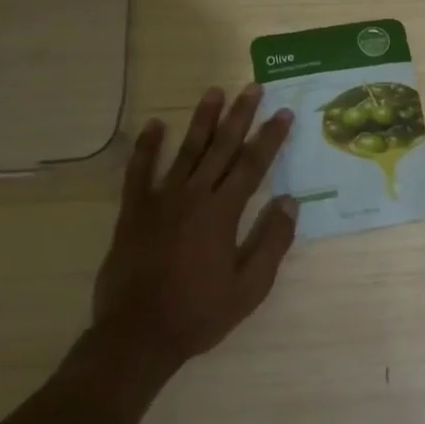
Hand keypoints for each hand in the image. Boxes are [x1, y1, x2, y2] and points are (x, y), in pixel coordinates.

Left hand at [90, 84, 297, 371]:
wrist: (137, 336)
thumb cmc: (199, 313)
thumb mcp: (249, 287)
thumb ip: (272, 242)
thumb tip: (291, 202)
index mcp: (222, 213)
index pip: (252, 165)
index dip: (270, 137)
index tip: (284, 113)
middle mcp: (193, 196)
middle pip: (221, 147)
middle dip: (240, 115)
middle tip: (253, 87)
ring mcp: (160, 201)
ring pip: (186, 151)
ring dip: (202, 120)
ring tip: (214, 91)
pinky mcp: (133, 212)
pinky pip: (139, 172)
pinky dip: (147, 147)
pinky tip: (155, 125)